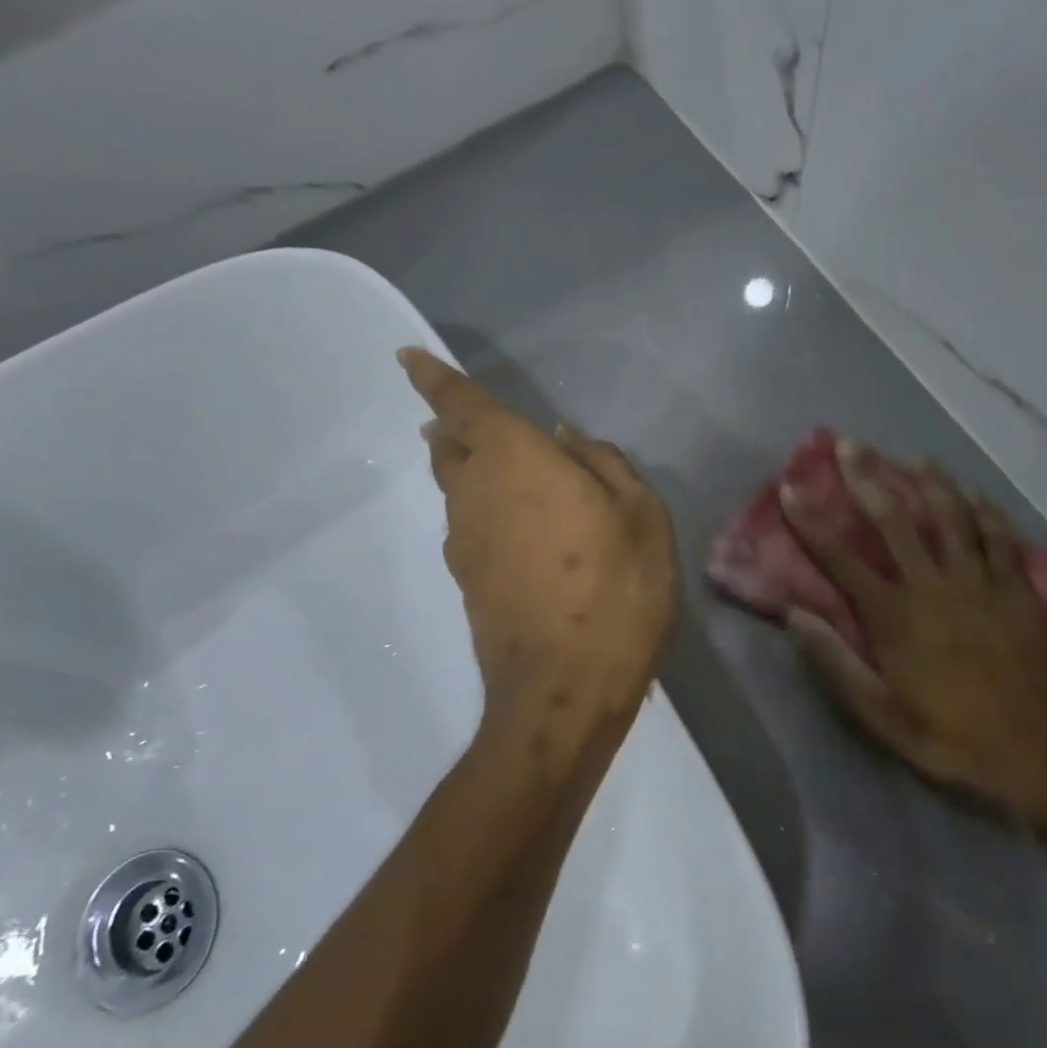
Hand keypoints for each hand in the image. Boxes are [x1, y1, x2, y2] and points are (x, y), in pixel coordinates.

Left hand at [400, 348, 679, 713]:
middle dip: (453, 426)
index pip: (462, 406)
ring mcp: (464, 542)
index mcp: (515, 459)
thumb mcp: (640, 515)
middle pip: (450, 447)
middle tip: (465, 418)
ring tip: (500, 469)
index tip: (406, 357)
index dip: (433, 378)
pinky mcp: (467, 582)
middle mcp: (475, 493)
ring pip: (456, 489)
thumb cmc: (615, 590)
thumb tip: (565, 438)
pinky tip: (517, 527)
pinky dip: (484, 511)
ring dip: (469, 470)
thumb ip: (603, 464)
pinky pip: (469, 527)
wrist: (564, 690)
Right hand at [782, 442, 1046, 851]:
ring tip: (914, 458)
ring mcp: (981, 583)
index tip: (791, 488)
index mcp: (895, 617)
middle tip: (851, 445)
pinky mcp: (1018, 589)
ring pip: (951, 517)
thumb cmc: (955, 738)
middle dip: (868, 479)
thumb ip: (836, 664)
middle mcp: (934, 587)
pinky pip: (1000, 537)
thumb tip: (794, 617)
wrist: (1046, 754)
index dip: (812, 522)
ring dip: (930, 483)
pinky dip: (986, 512)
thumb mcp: (882, 716)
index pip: (841, 559)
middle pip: (895, 521)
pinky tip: (975, 495)